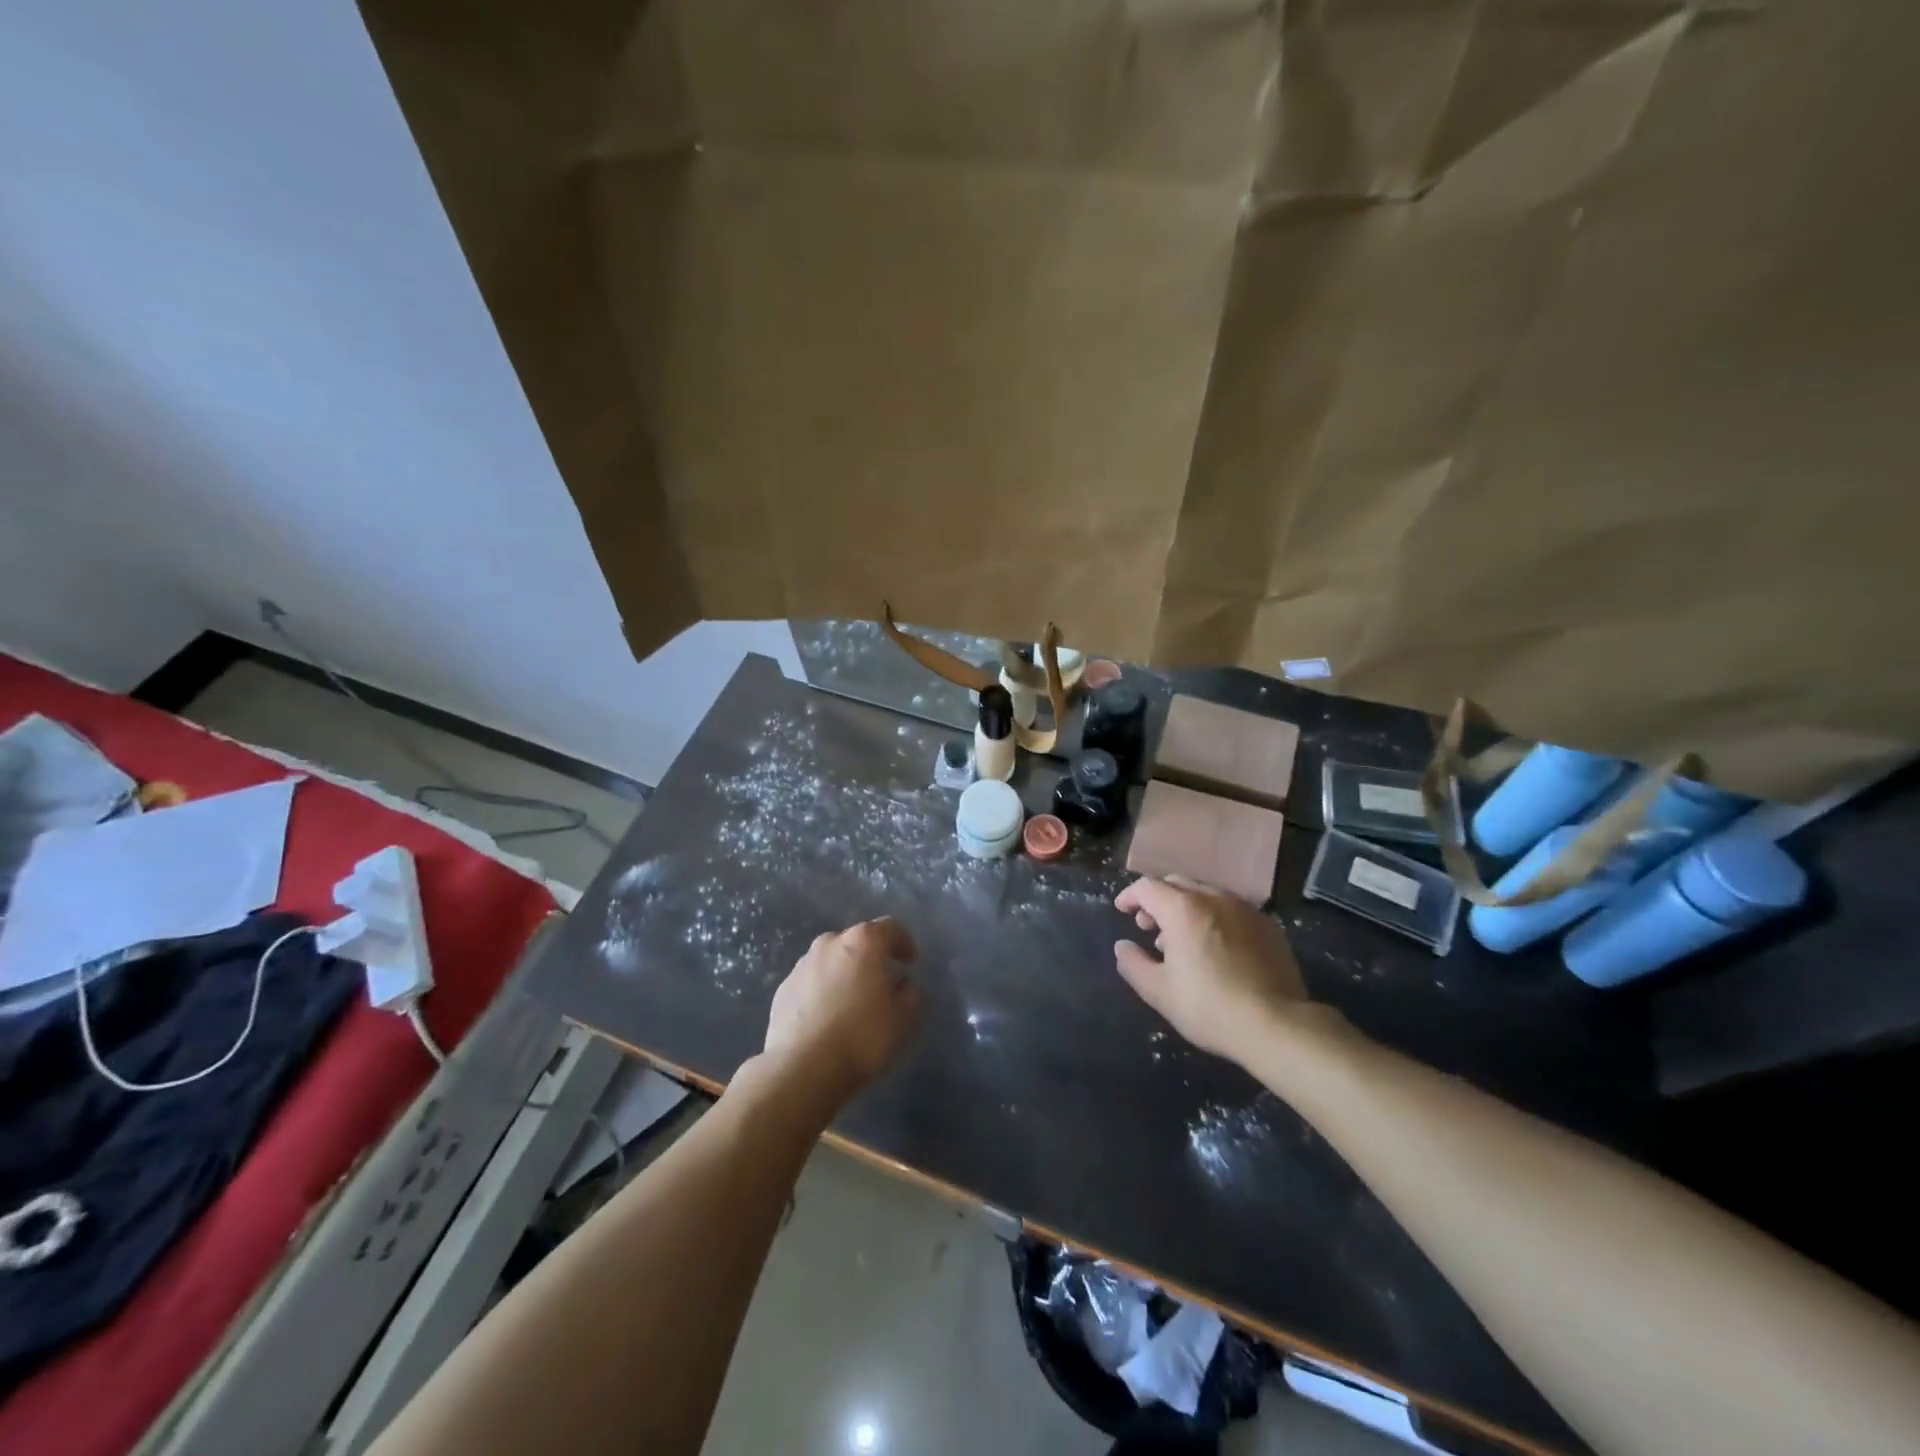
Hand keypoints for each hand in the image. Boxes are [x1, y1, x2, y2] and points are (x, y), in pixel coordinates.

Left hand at [763, 918, 920, 1102]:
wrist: (802, 1069)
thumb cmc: (862, 1037)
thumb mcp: (903, 1019)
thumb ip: (910, 994)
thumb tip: (902, 985)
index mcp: (863, 942)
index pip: (890, 928)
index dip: (904, 942)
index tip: (910, 962)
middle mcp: (830, 943)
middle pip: (857, 942)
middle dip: (870, 958)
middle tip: (881, 983)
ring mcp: (802, 965)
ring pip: (831, 961)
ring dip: (844, 974)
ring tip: (851, 1003)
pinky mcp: (783, 989)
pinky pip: (811, 983)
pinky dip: (822, 992)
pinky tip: (826, 1019)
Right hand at [1113, 876, 1318, 1065]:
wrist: (1277, 1025)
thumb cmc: (1209, 1007)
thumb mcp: (1159, 992)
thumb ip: (1133, 964)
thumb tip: (1122, 946)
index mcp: (1183, 909)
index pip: (1147, 886)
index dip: (1130, 896)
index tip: (1122, 910)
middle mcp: (1213, 897)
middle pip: (1176, 884)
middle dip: (1158, 900)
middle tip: (1149, 927)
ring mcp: (1244, 908)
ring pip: (1205, 894)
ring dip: (1186, 908)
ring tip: (1182, 940)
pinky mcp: (1267, 924)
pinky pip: (1231, 909)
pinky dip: (1213, 917)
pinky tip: (1216, 947)